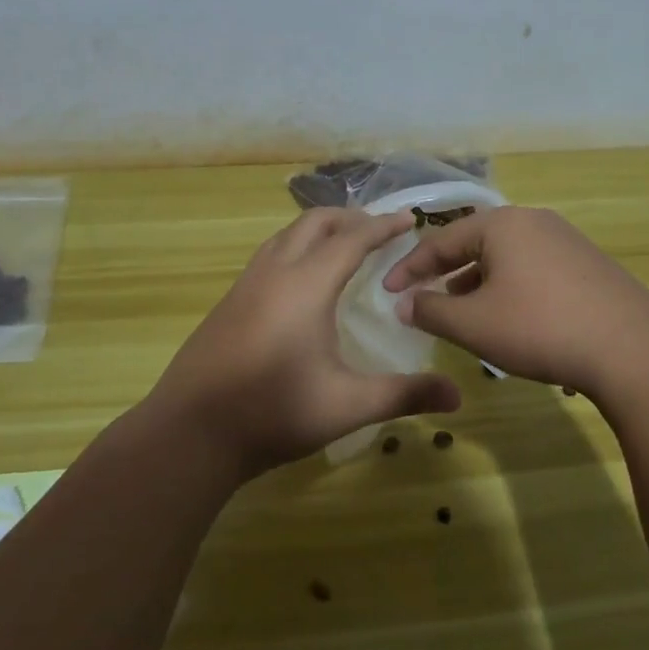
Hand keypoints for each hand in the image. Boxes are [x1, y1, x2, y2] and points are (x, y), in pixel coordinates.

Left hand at [152, 208, 461, 476]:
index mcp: (307, 284)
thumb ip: (403, 394)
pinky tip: (302, 280)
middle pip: (315, 222)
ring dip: (319, 229)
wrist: (190, 432)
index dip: (383, 226)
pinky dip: (296, 247)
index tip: (409, 217)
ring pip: (287, 235)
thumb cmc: (274, 412)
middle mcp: (275, 271)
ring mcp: (246, 284)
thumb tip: (457, 396)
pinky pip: (270, 254)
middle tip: (380, 230)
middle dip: (351, 218)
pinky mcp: (229, 301)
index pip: (352, 239)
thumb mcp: (347, 405)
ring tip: (344, 245)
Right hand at [381, 205, 648, 396]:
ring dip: (478, 283)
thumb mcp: (474, 324)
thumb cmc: (539, 327)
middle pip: (476, 243)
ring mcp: (566, 240)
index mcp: (501, 225)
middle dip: (446, 273)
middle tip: (424, 298)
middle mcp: (533, 221)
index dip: (409, 268)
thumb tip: (403, 304)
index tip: (387, 291)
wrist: (633, 349)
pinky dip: (510, 288)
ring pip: (507, 258)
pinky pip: (534, 269)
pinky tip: (511, 318)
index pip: (441, 240)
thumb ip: (431, 311)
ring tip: (463, 312)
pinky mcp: (589, 264)